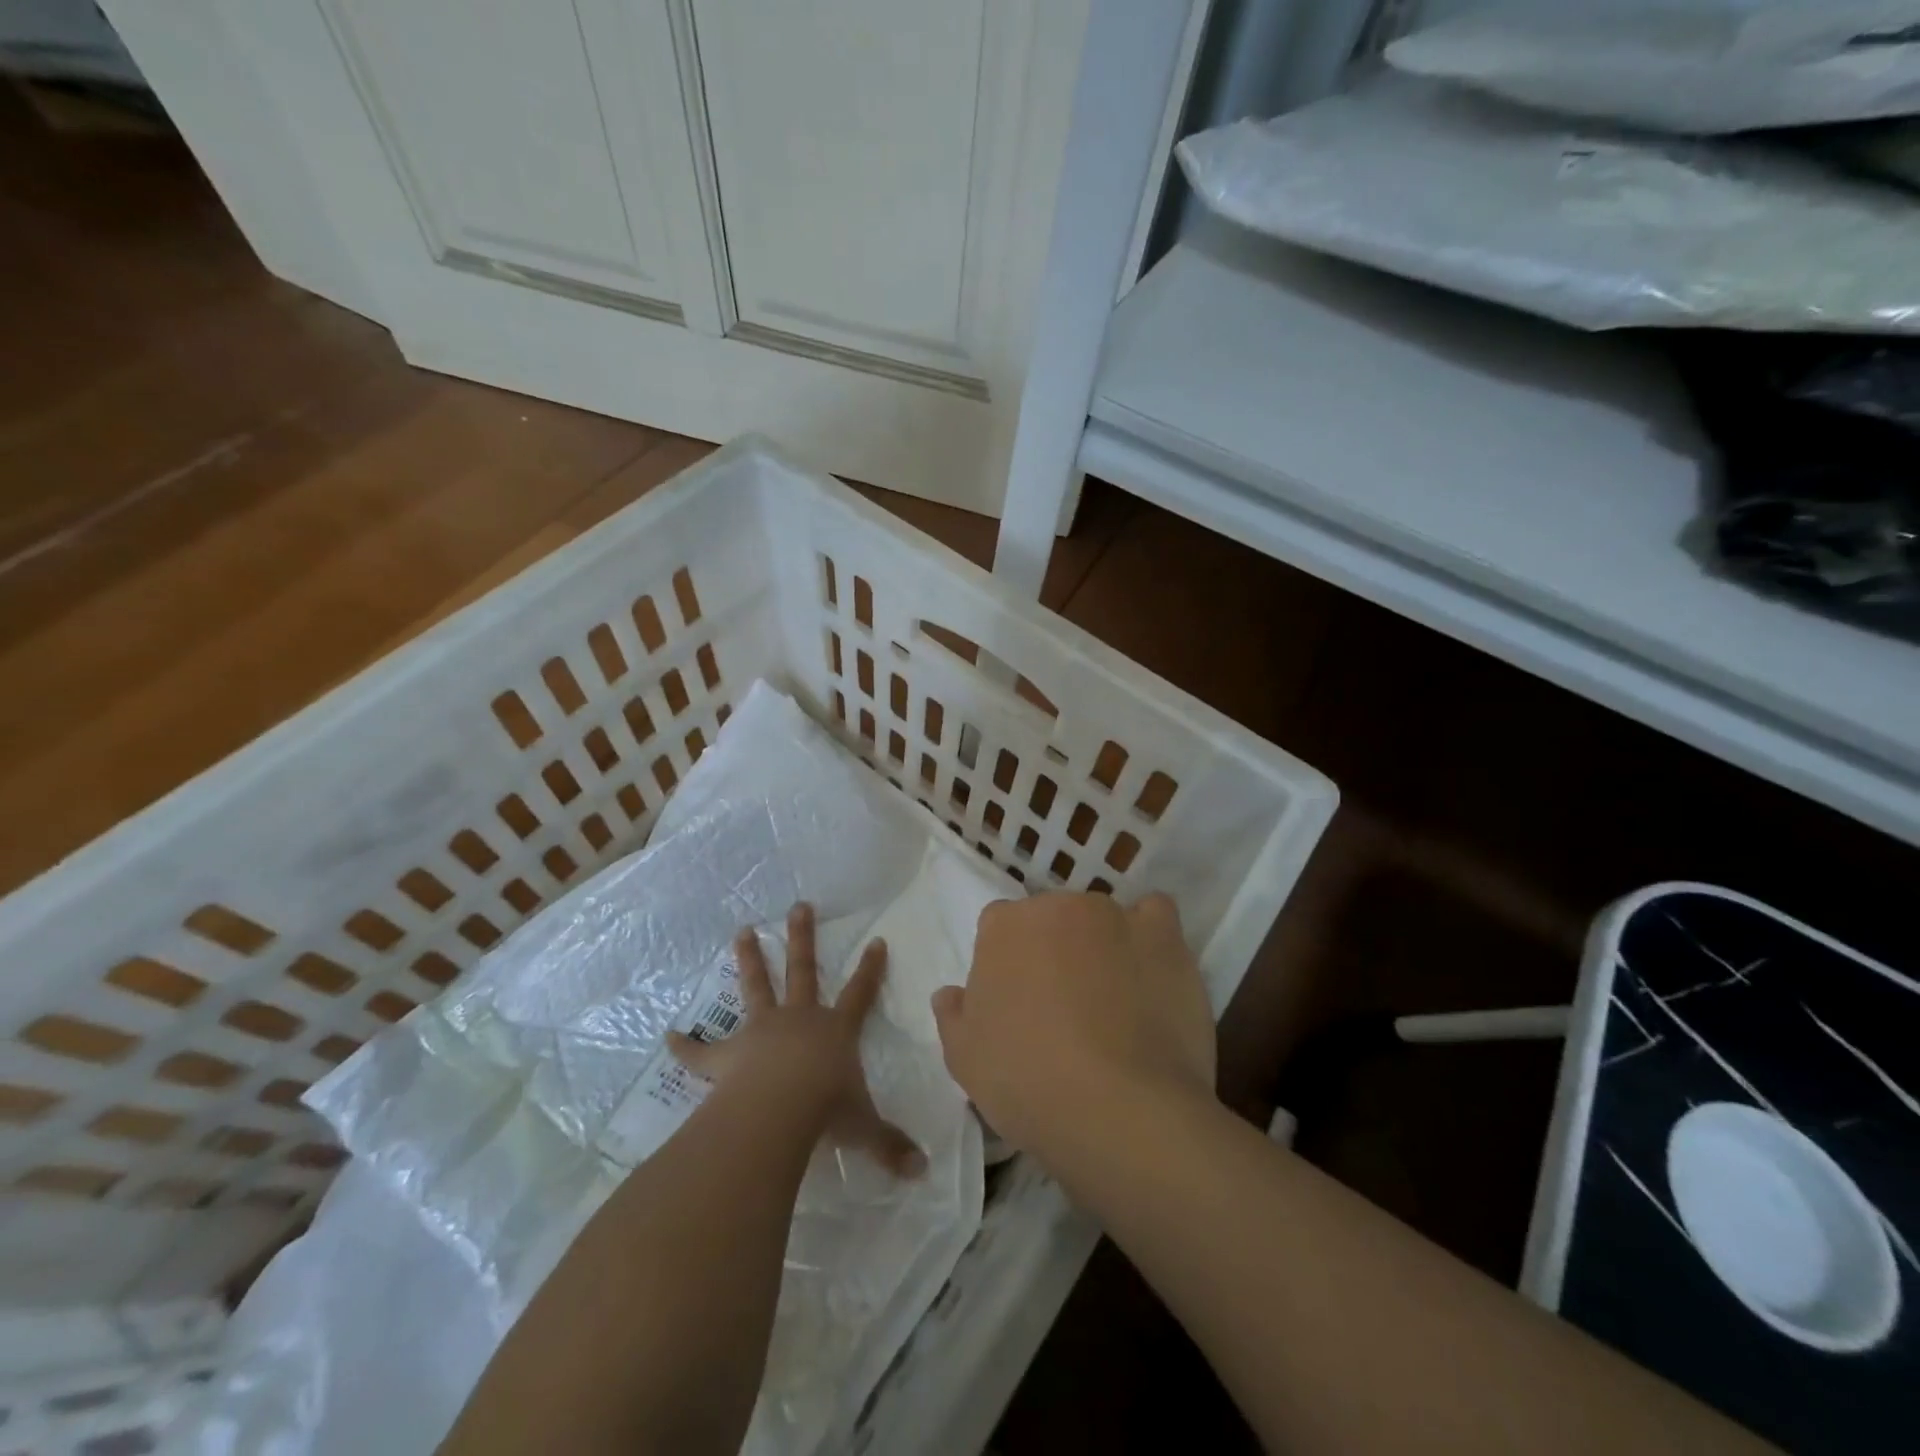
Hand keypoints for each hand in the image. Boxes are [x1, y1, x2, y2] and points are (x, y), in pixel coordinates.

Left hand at [668, 902, 924, 1177]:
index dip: (870, 969)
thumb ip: (890, 1145)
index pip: (860, 993)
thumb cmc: (827, 1111)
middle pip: (803, 970)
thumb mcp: (864, 1129)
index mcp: (835, 1030)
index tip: (876, 940)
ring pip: (757, 987)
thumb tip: (923, 1172)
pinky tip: (669, 1036)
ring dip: (750, 960)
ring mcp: (762, 1031)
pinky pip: (703, 1050)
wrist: (778, 1109)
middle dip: (803, 937)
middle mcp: (799, 1019)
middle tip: (798, 907)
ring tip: (742, 931)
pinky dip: (687, 1045)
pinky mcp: (727, 1056)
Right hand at [931, 892, 1215, 1162]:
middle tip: (1065, 1006)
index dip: (1009, 966)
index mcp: (1003, 927)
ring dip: (1101, 947)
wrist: (1119, 1110)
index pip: (1000, 929)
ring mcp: (1113, 916)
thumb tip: (950, 993)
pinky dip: (1150, 936)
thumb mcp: (965, 1060)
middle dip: (1055, 951)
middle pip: (1052, 919)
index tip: (1019, 1005)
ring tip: (1115, 1000)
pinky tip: (1150, 971)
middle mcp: (1057, 906)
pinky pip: (1155, 915)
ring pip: (1101, 920)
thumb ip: (954, 1015)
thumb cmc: (1028, 1082)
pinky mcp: (1162, 934)